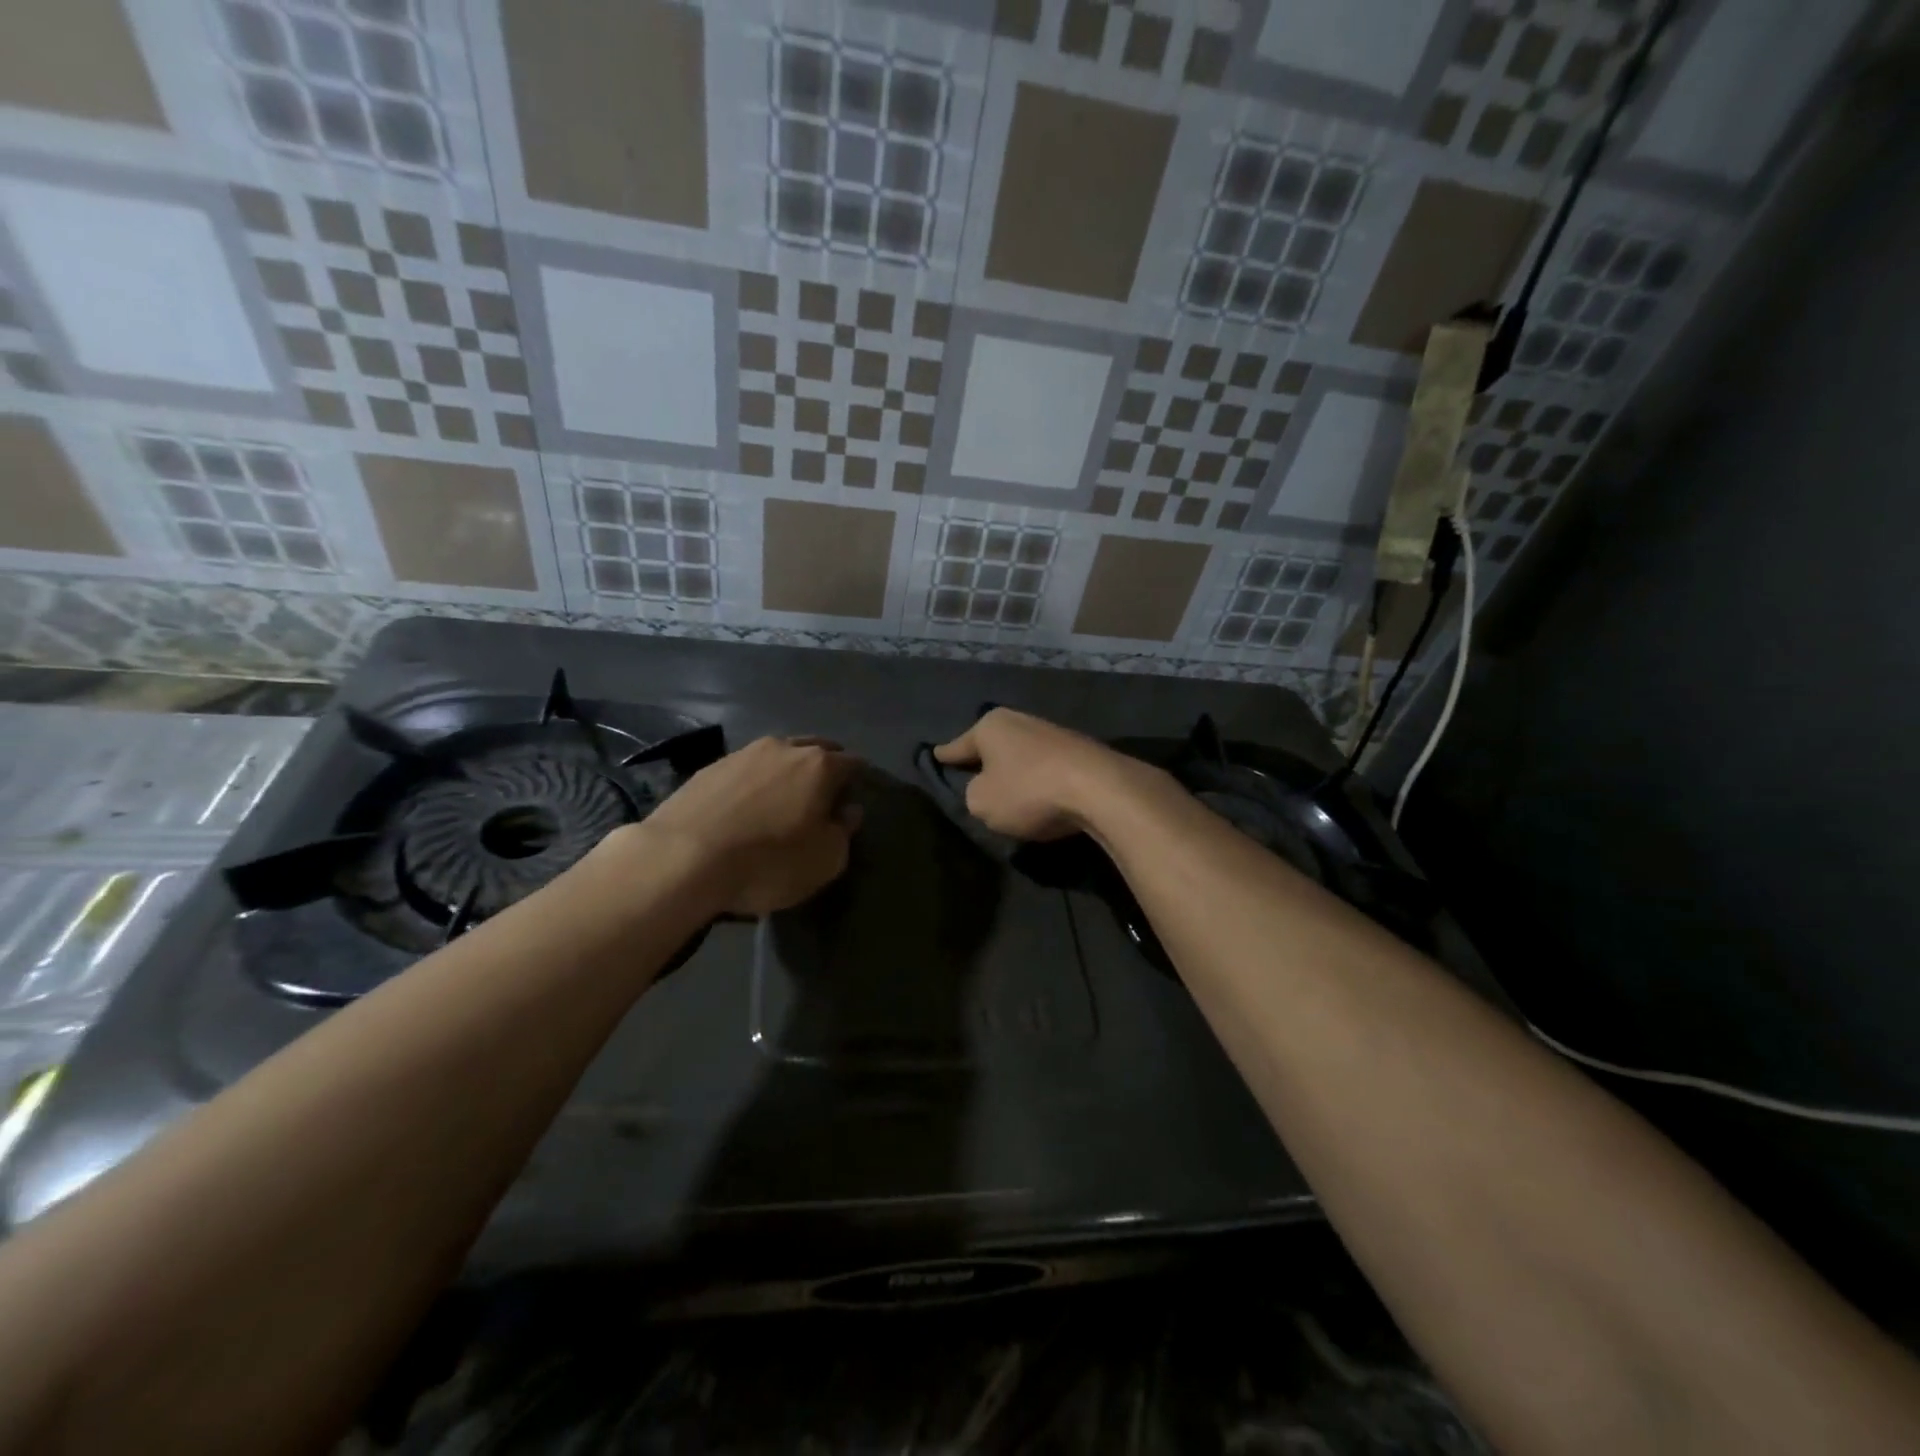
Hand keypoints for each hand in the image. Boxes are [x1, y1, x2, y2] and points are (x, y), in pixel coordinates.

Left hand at [632, 736, 861, 916]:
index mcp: (820, 765)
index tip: (854, 800)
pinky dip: (754, 782)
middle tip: (822, 797)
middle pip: (816, 749)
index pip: (853, 763)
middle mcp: (784, 748)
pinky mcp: (710, 767)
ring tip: (782, 799)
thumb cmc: (768, 861)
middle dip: (825, 767)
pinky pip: (746, 769)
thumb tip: (848, 811)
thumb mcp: (825, 861)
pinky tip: (746, 806)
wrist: (683, 858)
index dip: (858, 781)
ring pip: (778, 754)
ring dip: (787, 771)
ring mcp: (743, 753)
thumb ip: (844, 832)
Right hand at [933, 708, 1135, 840]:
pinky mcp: (1080, 750)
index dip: (944, 756)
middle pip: (993, 746)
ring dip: (1016, 772)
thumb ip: (973, 795)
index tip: (934, 755)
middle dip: (984, 762)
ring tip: (1010, 794)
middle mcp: (1021, 721)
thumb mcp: (981, 803)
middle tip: (972, 778)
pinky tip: (1042, 796)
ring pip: (1022, 755)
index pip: (958, 745)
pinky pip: (1047, 767)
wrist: (1100, 789)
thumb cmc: (1029, 791)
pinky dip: (1040, 780)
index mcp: (990, 726)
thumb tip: (987, 789)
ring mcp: (1053, 732)